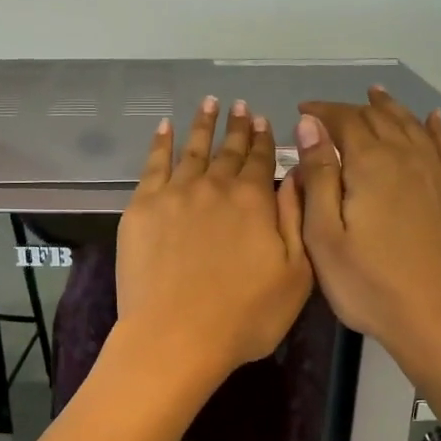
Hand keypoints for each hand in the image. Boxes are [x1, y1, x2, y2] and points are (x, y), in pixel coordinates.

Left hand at [116, 96, 313, 384]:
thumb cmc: (245, 316)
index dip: (264, 140)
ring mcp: (175, 194)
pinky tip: (164, 128)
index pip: (261, 161)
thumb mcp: (296, 274)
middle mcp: (215, 187)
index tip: (263, 120)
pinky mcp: (142, 207)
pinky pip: (153, 164)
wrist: (176, 336)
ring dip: (202, 125)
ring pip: (192, 149)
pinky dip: (160, 143)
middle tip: (240, 105)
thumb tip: (297, 176)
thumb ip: (296, 219)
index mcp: (255, 201)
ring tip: (208, 103)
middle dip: (237, 126)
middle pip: (228, 151)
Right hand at [294, 88, 440, 390]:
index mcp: (370, 165)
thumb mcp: (325, 236)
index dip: (321, 112)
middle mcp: (407, 157)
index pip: (343, 121)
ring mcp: (437, 175)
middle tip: (329, 112)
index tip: (301, 111)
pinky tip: (432, 119)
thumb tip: (310, 126)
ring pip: (411, 126)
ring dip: (390, 108)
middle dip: (351, 109)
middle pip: (378, 119)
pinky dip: (434, 128)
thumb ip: (317, 177)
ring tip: (376, 95)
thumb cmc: (371, 285)